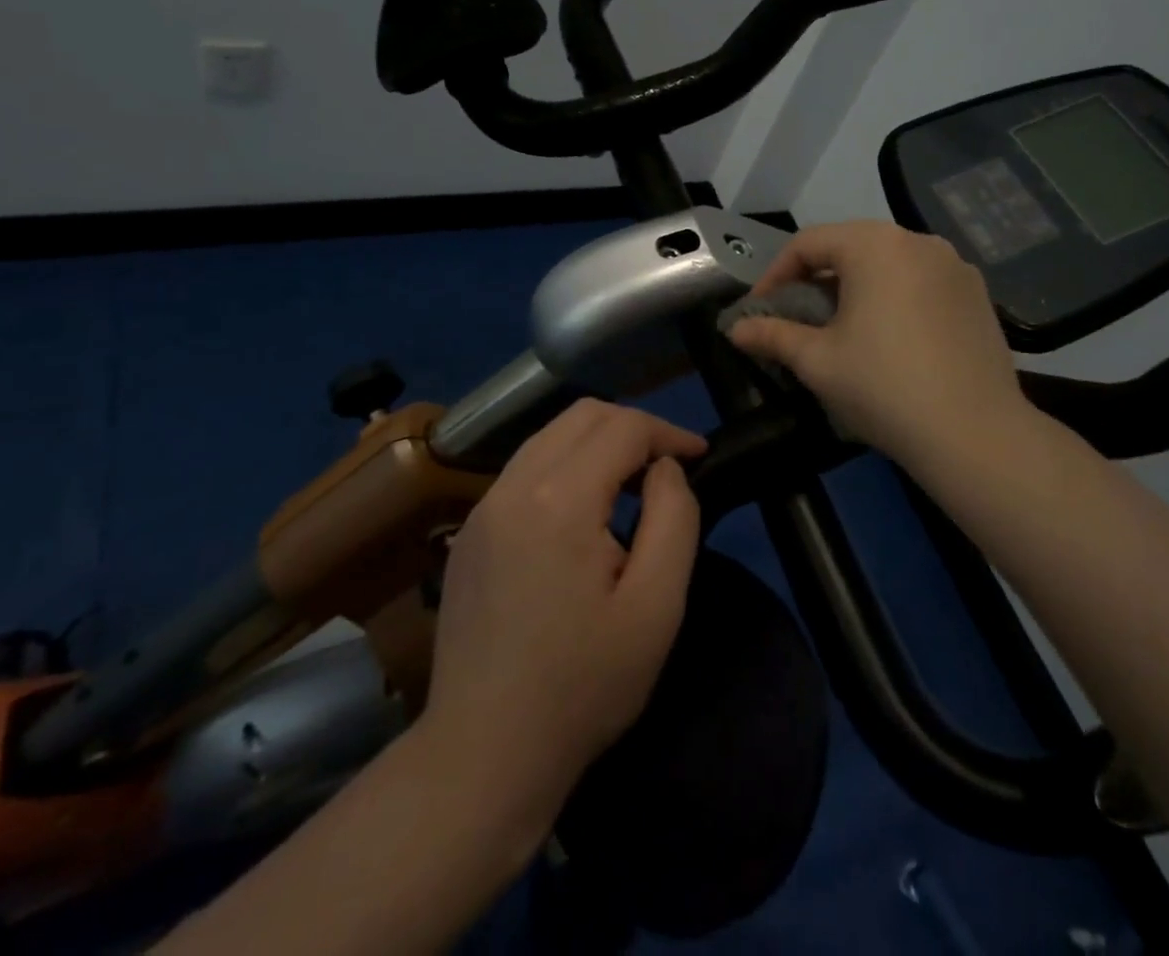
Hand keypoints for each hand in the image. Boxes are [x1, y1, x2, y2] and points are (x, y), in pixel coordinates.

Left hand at [421, 400, 704, 821]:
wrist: (484, 753)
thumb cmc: (583, 686)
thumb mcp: (656, 607)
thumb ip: (674, 519)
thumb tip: (665, 469)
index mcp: (559, 500)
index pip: (622, 427)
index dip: (668, 432)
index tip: (699, 456)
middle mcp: (513, 486)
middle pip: (581, 415)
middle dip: (633, 426)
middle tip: (668, 464)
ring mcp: (483, 507)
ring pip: (549, 436)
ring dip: (597, 443)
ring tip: (632, 482)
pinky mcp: (470, 532)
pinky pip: (525, 470)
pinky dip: (565, 467)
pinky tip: (584, 512)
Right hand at [725, 220, 1034, 471]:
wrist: (975, 434)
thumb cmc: (883, 386)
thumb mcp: (817, 361)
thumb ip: (772, 335)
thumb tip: (735, 329)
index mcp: (874, 245)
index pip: (809, 243)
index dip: (776, 274)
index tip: (760, 310)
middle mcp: (918, 241)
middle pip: (851, 247)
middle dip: (816, 279)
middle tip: (797, 317)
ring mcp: (955, 266)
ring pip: (888, 264)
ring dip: (856, 287)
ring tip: (841, 328)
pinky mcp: (978, 295)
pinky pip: (921, 282)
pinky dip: (894, 298)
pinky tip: (890, 338)